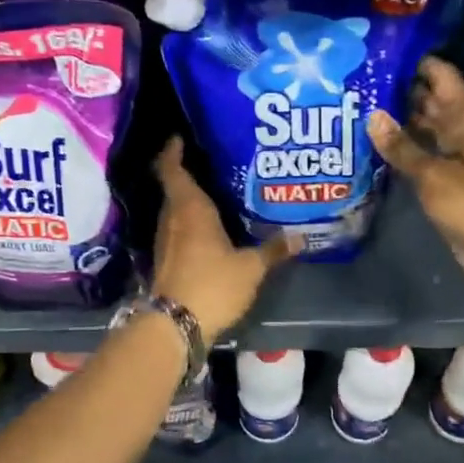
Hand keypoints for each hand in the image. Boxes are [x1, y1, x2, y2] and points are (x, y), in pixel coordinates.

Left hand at [150, 137, 291, 337]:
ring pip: (176, 211)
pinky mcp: (166, 261)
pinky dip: (191, 225)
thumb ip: (272, 250)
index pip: (172, 168)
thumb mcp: (250, 268)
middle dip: (191, 174)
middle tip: (216, 164)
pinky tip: (211, 231)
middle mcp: (172, 218)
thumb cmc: (212, 285)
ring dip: (191, 202)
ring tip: (219, 194)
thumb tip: (299, 237)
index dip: (173, 150)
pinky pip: (178, 232)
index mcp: (189, 208)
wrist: (174, 325)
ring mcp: (165, 241)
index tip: (181, 137)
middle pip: (176, 188)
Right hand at [367, 58, 463, 287]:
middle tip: (359, 81)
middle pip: (430, 99)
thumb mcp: (433, 173)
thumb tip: (372, 116)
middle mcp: (460, 129)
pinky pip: (421, 153)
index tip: (380, 53)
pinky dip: (402, 147)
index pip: (441, 76)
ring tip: (358, 107)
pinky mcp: (445, 178)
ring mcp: (453, 154)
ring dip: (398, 119)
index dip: (415, 62)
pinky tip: (374, 144)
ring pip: (424, 126)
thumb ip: (401, 146)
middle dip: (399, 90)